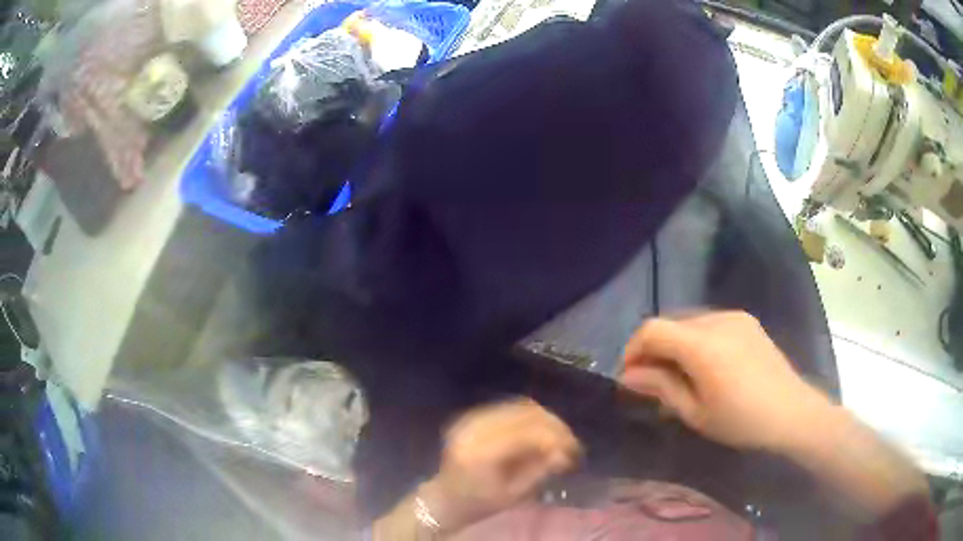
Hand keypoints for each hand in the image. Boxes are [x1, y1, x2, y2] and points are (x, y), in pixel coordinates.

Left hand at [419, 399, 581, 531]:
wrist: (445, 498)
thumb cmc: (480, 503)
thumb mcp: (513, 495)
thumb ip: (539, 471)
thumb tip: (565, 453)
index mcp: (481, 453)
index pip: (527, 434)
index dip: (556, 438)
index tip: (575, 451)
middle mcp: (474, 429)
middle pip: (525, 414)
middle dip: (555, 426)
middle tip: (571, 443)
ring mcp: (470, 419)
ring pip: (519, 406)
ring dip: (545, 418)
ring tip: (559, 436)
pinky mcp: (472, 416)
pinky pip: (508, 407)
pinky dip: (530, 416)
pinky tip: (541, 430)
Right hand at [620, 311, 831, 451]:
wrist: (791, 412)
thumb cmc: (741, 421)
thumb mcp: (695, 413)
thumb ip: (661, 387)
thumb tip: (629, 375)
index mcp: (703, 344)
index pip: (652, 329)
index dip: (633, 349)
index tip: (631, 376)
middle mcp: (717, 320)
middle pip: (670, 323)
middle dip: (654, 350)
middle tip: (653, 382)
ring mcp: (735, 317)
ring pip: (689, 323)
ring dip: (676, 345)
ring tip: (680, 376)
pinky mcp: (747, 321)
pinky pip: (710, 324)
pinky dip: (696, 341)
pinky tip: (706, 367)